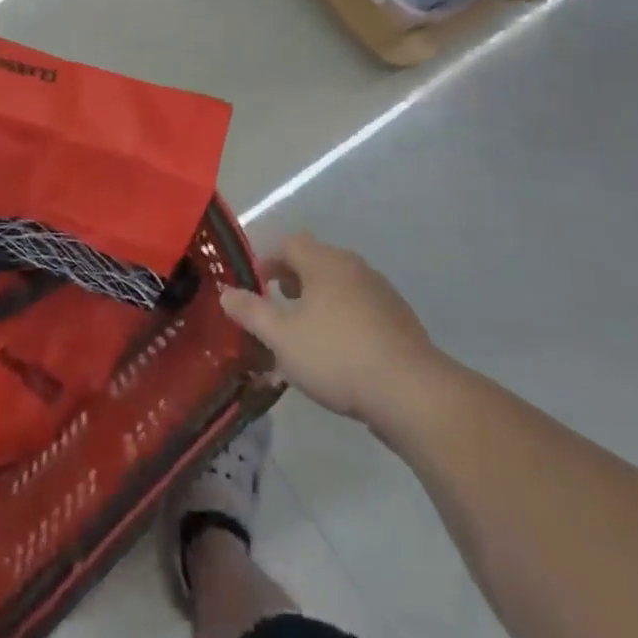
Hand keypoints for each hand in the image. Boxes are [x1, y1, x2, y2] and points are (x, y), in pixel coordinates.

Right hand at [219, 234, 453, 432]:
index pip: (289, 243)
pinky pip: (361, 308)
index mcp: (324, 263)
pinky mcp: (400, 321)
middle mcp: (354, 268)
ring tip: (304, 333)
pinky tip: (338, 352)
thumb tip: (226, 292)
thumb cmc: (337, 356)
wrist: (412, 394)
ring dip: (318, 300)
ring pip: (340, 286)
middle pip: (316, 261)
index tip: (254, 284)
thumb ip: (250, 311)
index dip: (267, 259)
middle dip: (292, 280)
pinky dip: (343, 319)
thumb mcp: (281, 336)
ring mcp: (382, 293)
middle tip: (275, 307)